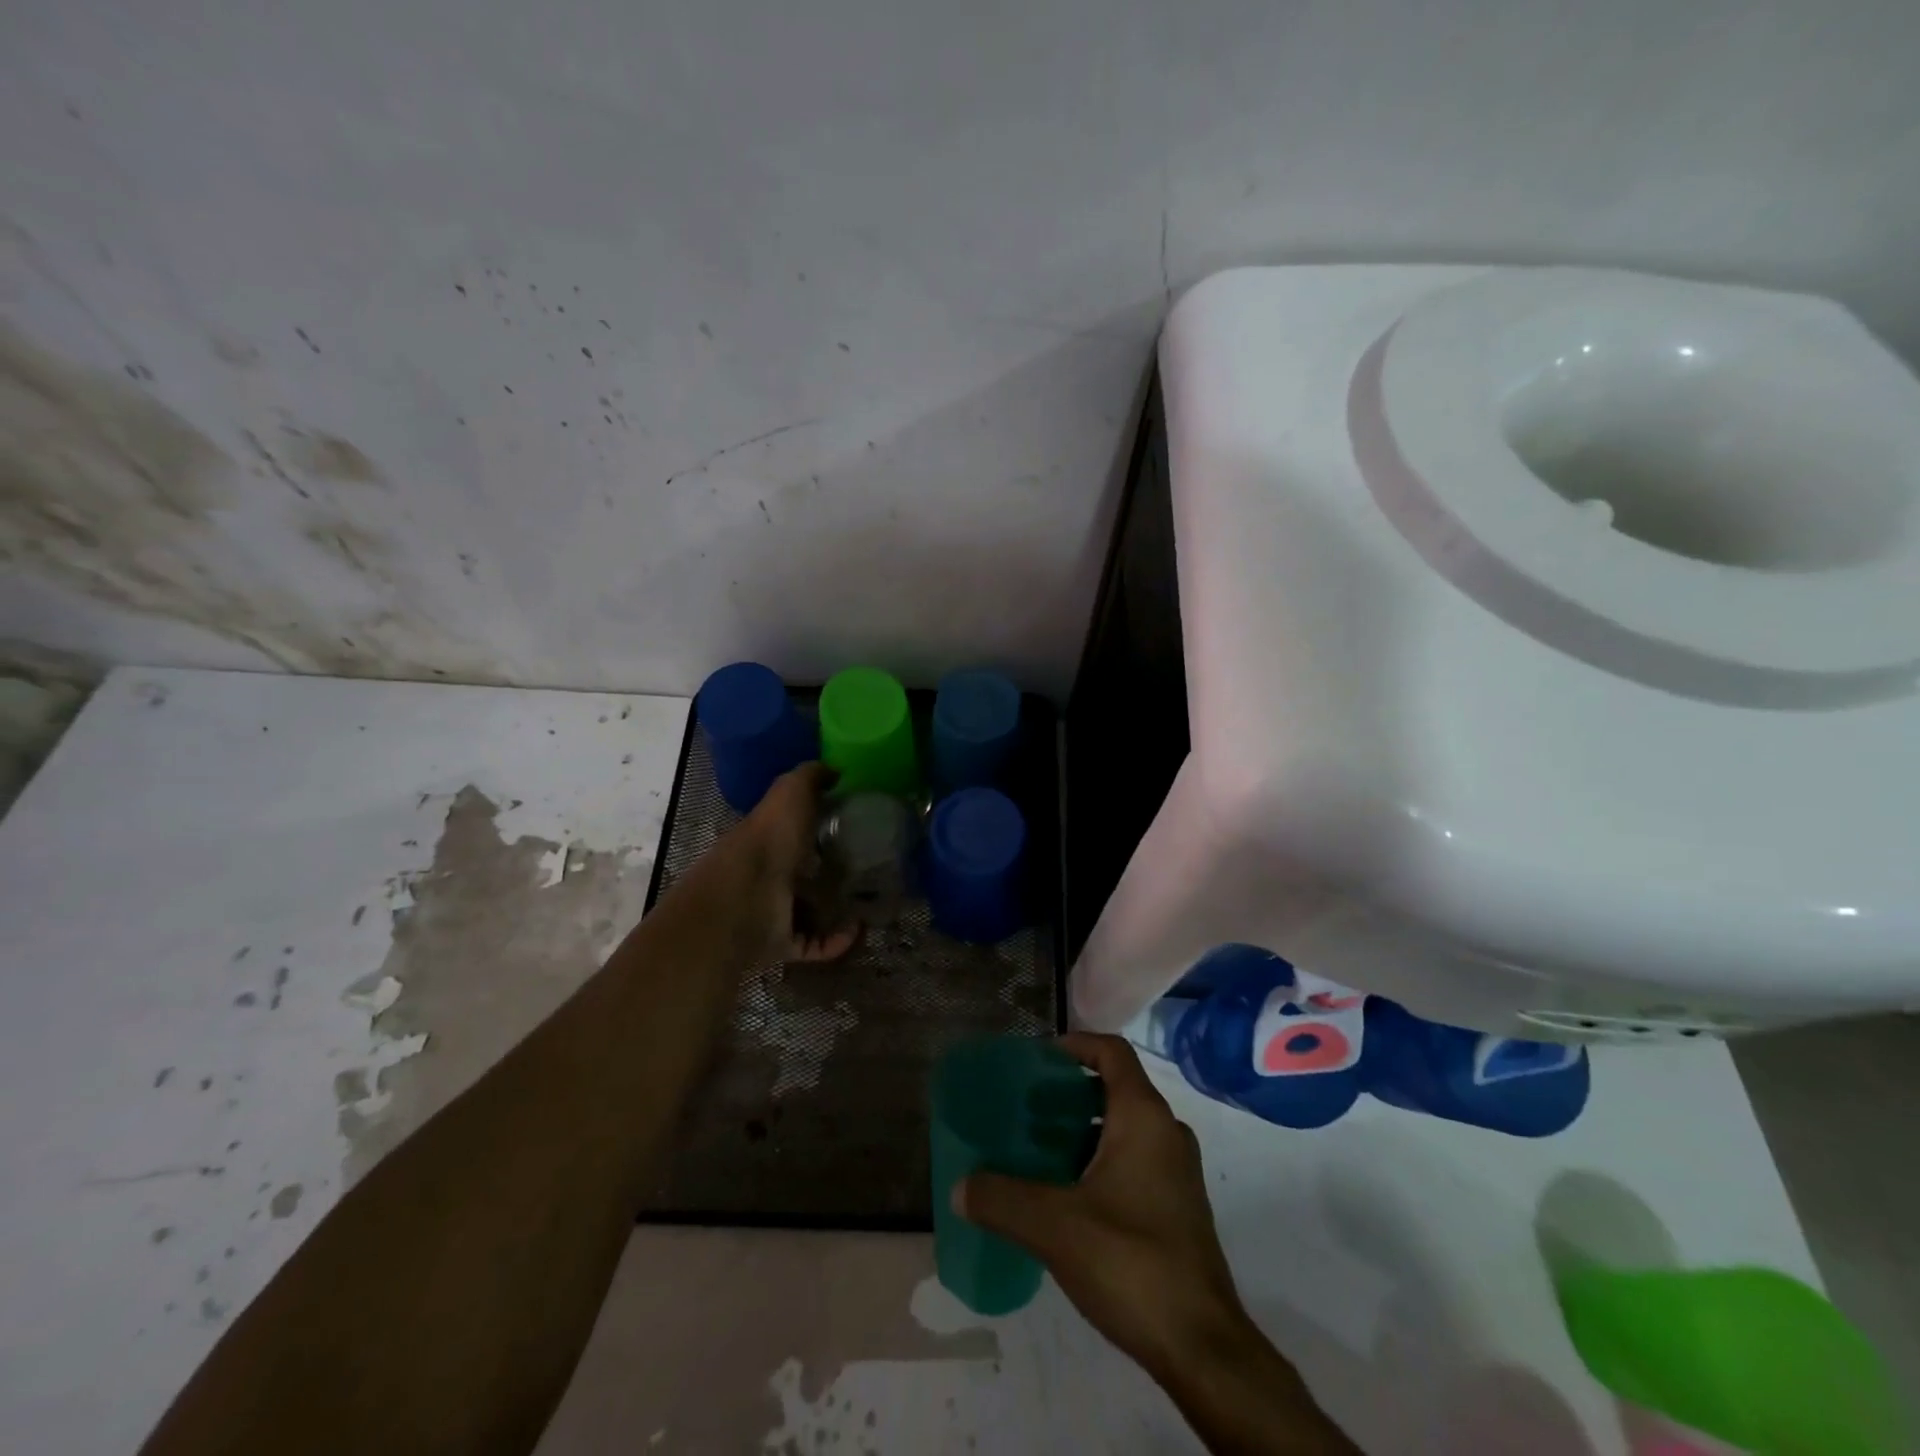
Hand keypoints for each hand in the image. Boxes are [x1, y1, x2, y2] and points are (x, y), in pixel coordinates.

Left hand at [738, 762, 859, 962]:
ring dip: (837, 910)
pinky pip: (813, 944)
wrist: (744, 899)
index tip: (856, 826)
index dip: (821, 827)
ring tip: (871, 904)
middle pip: (804, 873)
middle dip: (832, 873)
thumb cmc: (769, 840)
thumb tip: (835, 769)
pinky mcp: (781, 942)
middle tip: (871, 869)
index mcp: (770, 838)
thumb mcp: (791, 792)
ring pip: (809, 911)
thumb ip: (811, 776)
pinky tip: (858, 929)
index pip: (796, 831)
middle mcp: (769, 874)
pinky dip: (835, 941)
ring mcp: (773, 911)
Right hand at [955, 1033, 1251, 1380]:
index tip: (1037, 1059)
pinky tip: (1067, 1196)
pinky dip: (1099, 1159)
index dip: (1075, 1044)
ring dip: (1083, 1128)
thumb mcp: (1054, 1227)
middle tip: (1026, 1109)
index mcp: (1144, 1117)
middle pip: (1115, 1087)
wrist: (1202, 1348)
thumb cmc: (1131, 1262)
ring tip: (1038, 1151)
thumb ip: (1002, 1199)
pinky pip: (1134, 1159)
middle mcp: (1166, 1132)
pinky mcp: (1177, 1206)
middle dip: (1069, 1091)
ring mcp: (1176, 1171)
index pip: (1112, 1051)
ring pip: (1124, 1126)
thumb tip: (959, 1187)